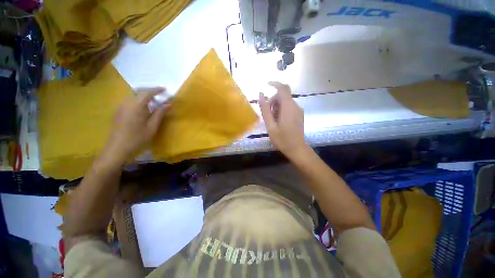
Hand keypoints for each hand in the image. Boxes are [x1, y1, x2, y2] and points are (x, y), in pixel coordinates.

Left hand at [107, 87, 168, 159]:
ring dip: (144, 95)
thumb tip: (168, 104)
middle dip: (150, 91)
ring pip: (133, 96)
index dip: (157, 90)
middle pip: (139, 91)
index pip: (147, 93)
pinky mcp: (119, 112)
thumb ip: (160, 113)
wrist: (117, 148)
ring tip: (154, 101)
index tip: (165, 89)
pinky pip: (130, 101)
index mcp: (136, 106)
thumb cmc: (137, 138)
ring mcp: (121, 107)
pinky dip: (139, 100)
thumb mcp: (152, 126)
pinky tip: (144, 108)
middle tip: (160, 94)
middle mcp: (127, 103)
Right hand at [259, 82, 307, 157]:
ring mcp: (298, 110)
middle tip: (268, 114)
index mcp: (288, 107)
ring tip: (273, 120)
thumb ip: (265, 109)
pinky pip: (289, 107)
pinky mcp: (299, 114)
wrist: (297, 149)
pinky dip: (282, 110)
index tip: (266, 85)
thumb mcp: (270, 125)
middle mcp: (295, 106)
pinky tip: (279, 121)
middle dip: (273, 101)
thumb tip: (261, 94)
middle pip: (283, 96)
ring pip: (285, 102)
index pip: (282, 88)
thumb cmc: (282, 139)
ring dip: (277, 107)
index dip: (274, 84)